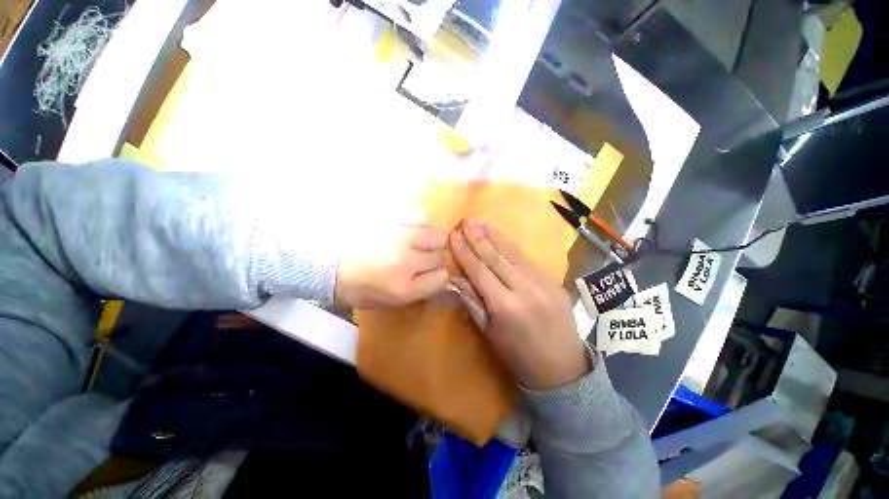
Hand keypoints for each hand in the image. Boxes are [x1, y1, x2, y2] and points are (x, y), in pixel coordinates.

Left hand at [335, 224, 448, 308]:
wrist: (322, 260)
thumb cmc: (353, 285)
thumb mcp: (385, 301)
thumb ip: (416, 290)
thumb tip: (437, 275)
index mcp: (403, 288)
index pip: (442, 278)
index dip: (437, 275)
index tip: (428, 273)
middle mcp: (405, 262)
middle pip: (440, 256)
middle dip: (433, 258)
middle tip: (419, 257)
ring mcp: (399, 237)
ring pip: (436, 235)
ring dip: (430, 240)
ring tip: (415, 241)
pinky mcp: (390, 217)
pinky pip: (420, 217)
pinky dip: (418, 224)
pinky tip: (407, 228)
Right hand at [449, 219, 591, 389]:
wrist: (563, 368)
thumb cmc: (518, 355)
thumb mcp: (489, 332)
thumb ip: (472, 301)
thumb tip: (455, 278)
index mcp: (505, 306)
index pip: (480, 271)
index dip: (465, 252)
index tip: (453, 235)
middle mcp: (525, 289)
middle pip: (496, 257)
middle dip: (478, 237)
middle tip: (466, 220)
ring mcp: (543, 282)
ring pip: (513, 253)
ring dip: (494, 236)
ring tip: (480, 222)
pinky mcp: (554, 280)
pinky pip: (527, 259)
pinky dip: (511, 246)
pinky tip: (500, 236)